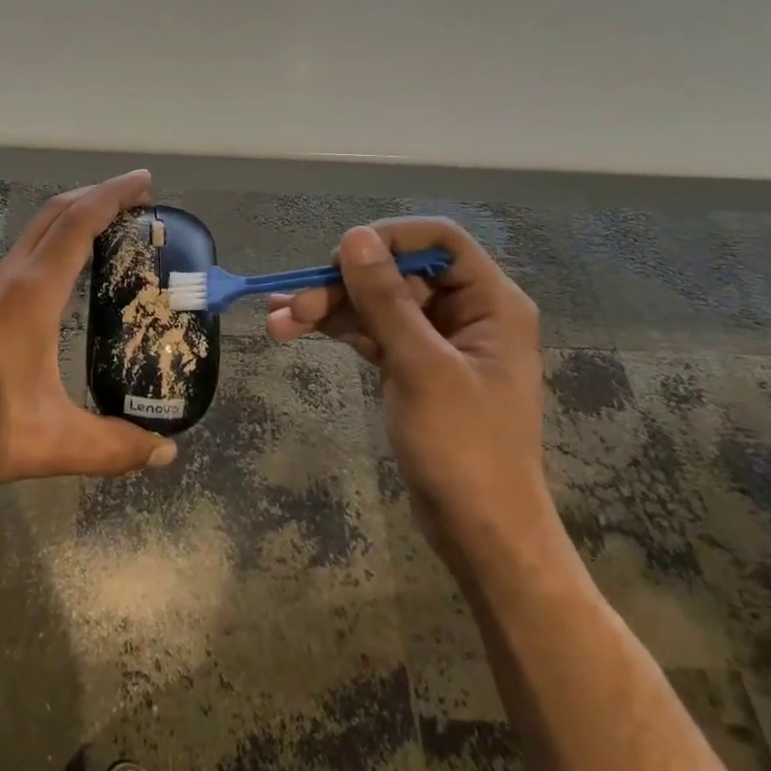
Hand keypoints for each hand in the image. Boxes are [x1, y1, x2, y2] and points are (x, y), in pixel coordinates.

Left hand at [0, 169, 177, 493]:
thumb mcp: (49, 443)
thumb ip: (111, 448)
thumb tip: (166, 453)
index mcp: (32, 294)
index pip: (78, 224)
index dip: (113, 195)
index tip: (145, 180)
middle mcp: (10, 279)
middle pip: (56, 214)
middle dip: (97, 196)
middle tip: (138, 200)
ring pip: (36, 233)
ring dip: (74, 218)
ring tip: (111, 231)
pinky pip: (25, 256)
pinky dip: (55, 244)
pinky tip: (66, 277)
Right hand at [267, 219, 556, 573]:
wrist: (481, 533)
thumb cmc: (465, 448)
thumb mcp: (422, 367)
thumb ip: (385, 299)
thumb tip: (353, 236)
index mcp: (491, 303)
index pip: (439, 241)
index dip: (389, 239)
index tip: (341, 256)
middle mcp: (466, 312)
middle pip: (397, 273)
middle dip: (343, 284)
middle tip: (293, 300)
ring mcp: (436, 340)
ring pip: (377, 302)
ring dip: (330, 307)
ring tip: (279, 319)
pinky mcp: (413, 365)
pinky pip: (371, 331)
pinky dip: (337, 329)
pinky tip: (294, 329)